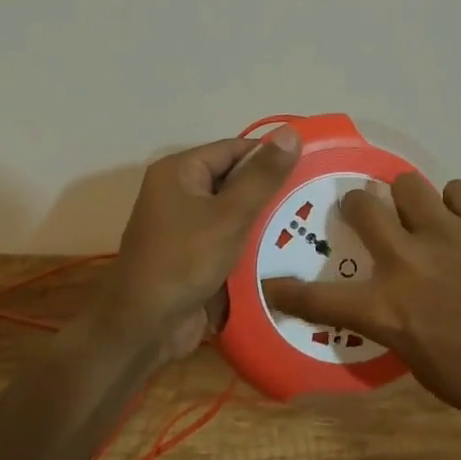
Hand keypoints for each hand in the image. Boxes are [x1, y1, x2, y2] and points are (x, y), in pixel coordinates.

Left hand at [94, 129, 301, 359]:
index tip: (312, 165)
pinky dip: (253, 244)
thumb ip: (262, 176)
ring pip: (236, 212)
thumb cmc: (184, 261)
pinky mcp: (195, 255)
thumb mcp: (229, 216)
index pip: (235, 149)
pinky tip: (289, 251)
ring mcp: (186, 226)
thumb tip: (292, 131)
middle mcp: (180, 192)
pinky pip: (230, 239)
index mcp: (180, 171)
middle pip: (236, 180)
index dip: (271, 155)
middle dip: (272, 190)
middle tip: (316, 196)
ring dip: (266, 220)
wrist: (144, 328)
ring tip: (312, 222)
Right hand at [262, 175, 460, 436]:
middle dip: (356, 206)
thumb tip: (398, 309)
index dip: (289, 289)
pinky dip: (458, 206)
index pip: (321, 297)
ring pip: (406, 184)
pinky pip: (458, 191)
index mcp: (389, 310)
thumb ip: (403, 330)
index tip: (271, 282)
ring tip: (426, 215)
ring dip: (409, 199)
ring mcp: (447, 231)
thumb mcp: (432, 371)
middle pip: (361, 205)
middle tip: (367, 216)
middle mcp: (407, 260)